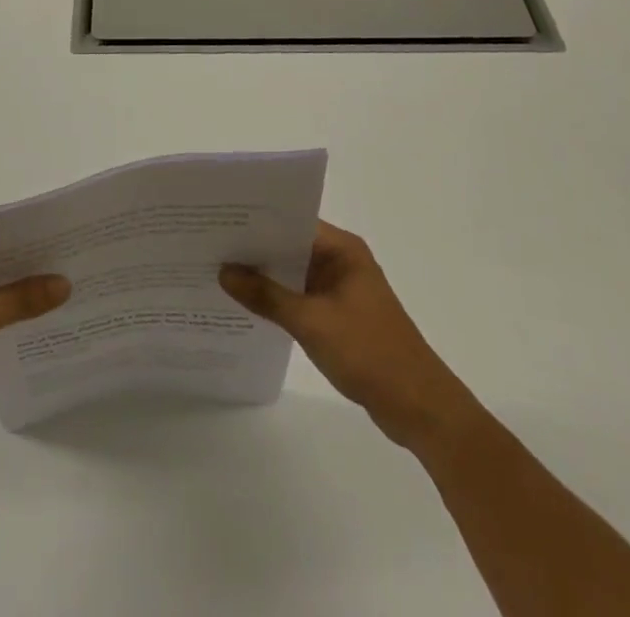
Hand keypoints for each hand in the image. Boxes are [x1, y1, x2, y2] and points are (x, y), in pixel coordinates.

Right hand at [221, 220, 474, 445]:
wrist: (419, 408)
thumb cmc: (369, 353)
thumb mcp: (311, 322)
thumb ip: (266, 296)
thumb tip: (224, 271)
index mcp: (342, 250)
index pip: (293, 220)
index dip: (258, 220)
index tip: (220, 220)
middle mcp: (342, 261)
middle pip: (291, 245)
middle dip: (255, 248)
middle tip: (211, 244)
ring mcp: (341, 289)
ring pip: (294, 272)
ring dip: (265, 276)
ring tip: (219, 271)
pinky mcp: (339, 315)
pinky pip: (301, 296)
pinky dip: (278, 299)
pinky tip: (248, 305)